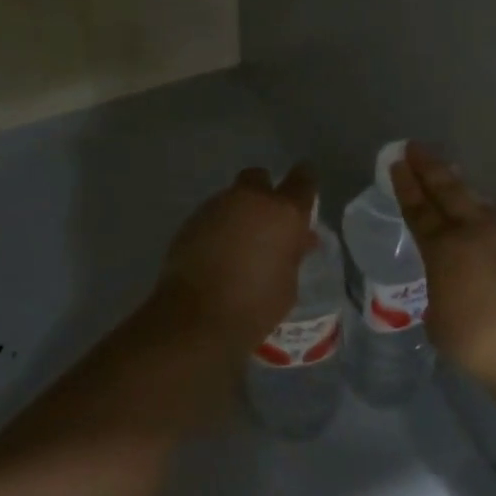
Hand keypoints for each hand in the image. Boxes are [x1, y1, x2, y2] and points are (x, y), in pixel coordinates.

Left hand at [155, 165, 317, 351]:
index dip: (304, 185)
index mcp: (284, 212)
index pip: (303, 180)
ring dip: (239, 212)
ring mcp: (217, 206)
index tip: (303, 198)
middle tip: (266, 222)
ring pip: (233, 197)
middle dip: (264, 193)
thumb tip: (299, 239)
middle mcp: (251, 199)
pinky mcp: (191, 220)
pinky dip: (218, 227)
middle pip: (260, 178)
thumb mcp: (287, 284)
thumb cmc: (254, 305)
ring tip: (239, 244)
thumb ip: (293, 254)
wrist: (195, 317)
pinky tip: (216, 253)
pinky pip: (212, 215)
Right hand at [392, 145, 495, 393]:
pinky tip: (488, 213)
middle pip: (448, 192)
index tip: (398, 162)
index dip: (406, 185)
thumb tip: (448, 289)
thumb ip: (439, 295)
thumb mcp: (438, 321)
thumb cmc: (476, 341)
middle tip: (416, 147)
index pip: (418, 210)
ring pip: (478, 201)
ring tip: (451, 172)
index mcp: (442, 249)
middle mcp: (473, 233)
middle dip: (430, 168)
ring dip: (461, 186)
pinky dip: (488, 211)